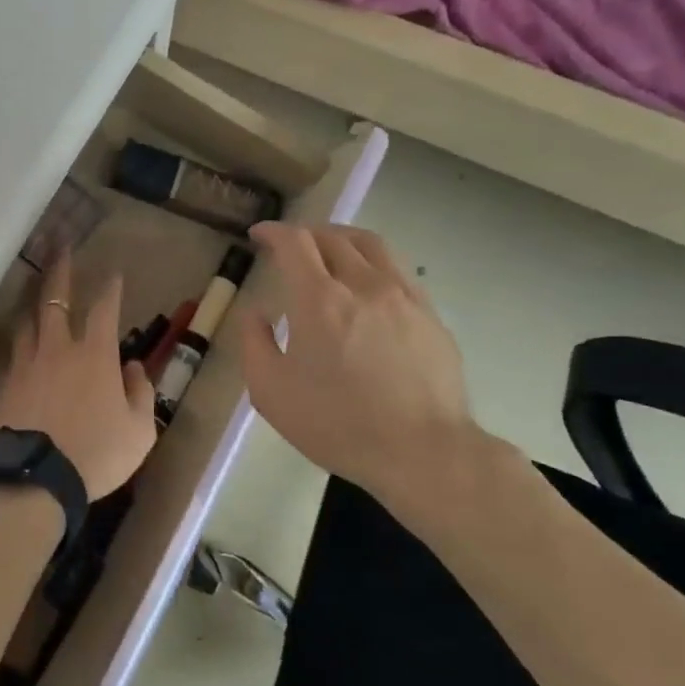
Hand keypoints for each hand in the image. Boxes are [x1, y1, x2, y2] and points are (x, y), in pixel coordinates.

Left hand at [0, 255, 157, 499]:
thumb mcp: (138, 432)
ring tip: (34, 290)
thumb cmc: (95, 455)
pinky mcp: (4, 383)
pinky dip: (19, 341)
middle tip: (60, 246)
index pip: (105, 309)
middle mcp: (58, 348)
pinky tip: (19, 342)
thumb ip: (139, 395)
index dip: (110, 288)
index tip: (113, 272)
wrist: (33, 478)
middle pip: (56, 299)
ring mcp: (26, 363)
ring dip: (34, 302)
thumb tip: (131, 369)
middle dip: (60, 270)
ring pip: (27, 321)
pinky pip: (13, 352)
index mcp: (95, 355)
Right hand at [238, 222, 486, 502]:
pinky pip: (397, 270)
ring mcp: (403, 297)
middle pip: (332, 237)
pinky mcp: (430, 315)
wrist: (424, 454)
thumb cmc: (338, 424)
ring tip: (329, 251)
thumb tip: (256, 314)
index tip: (259, 236)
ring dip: (341, 239)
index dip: (273, 231)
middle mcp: (363, 285)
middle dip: (304, 234)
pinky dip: (372, 263)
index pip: (294, 242)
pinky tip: (367, 285)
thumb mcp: (271, 392)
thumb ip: (254, 343)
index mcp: (319, 300)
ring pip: (371, 245)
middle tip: (288, 248)